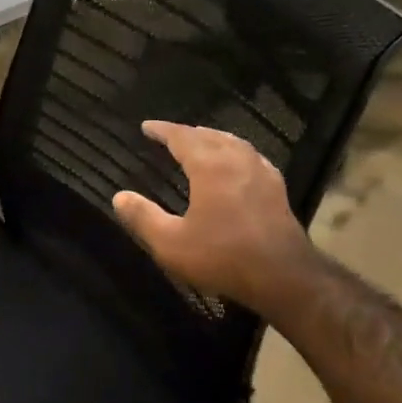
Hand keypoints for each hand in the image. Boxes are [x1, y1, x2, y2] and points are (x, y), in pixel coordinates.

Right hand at [111, 121, 316, 317]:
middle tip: (171, 135)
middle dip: (188, 133)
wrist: (282, 275)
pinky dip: (236, 152)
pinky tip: (237, 164)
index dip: (163, 130)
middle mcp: (237, 160)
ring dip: (213, 139)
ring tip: (201, 142)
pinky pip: (251, 157)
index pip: (182, 137)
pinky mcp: (277, 188)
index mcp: (210, 166)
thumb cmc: (223, 257)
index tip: (147, 126)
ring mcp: (261, 172)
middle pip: (210, 136)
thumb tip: (119, 197)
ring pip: (234, 143)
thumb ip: (143, 218)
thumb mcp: (172, 243)